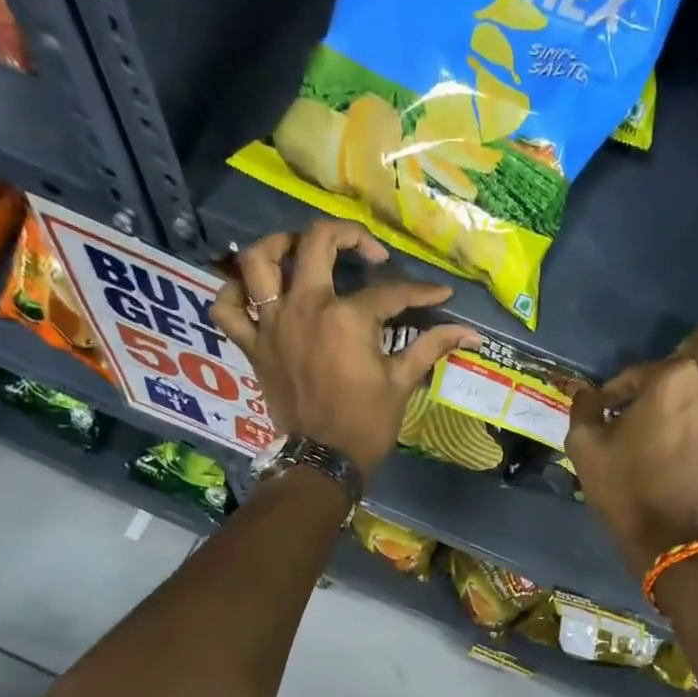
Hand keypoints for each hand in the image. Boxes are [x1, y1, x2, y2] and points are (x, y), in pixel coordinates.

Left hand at [211, 220, 478, 474]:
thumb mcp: (402, 382)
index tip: (438, 296)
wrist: (323, 460)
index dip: (419, 292)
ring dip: (279, 245)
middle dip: (348, 236)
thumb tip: (471, 332)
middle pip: (317, 243)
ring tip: (299, 250)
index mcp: (347, 317)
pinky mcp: (253, 346)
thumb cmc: (366, 423)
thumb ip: (431, 347)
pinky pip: (227, 309)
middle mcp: (305, 307)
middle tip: (366, 253)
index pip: (389, 292)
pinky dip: (233, 295)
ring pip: (259, 261)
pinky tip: (253, 293)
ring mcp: (273, 324)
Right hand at [566, 322, 697, 577]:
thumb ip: (584, 408)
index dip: (623, 387)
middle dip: (692, 351)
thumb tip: (586, 391)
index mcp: (673, 378)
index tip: (613, 408)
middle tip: (679, 382)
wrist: (671, 543)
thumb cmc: (625, 493)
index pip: (643, 367)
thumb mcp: (585, 449)